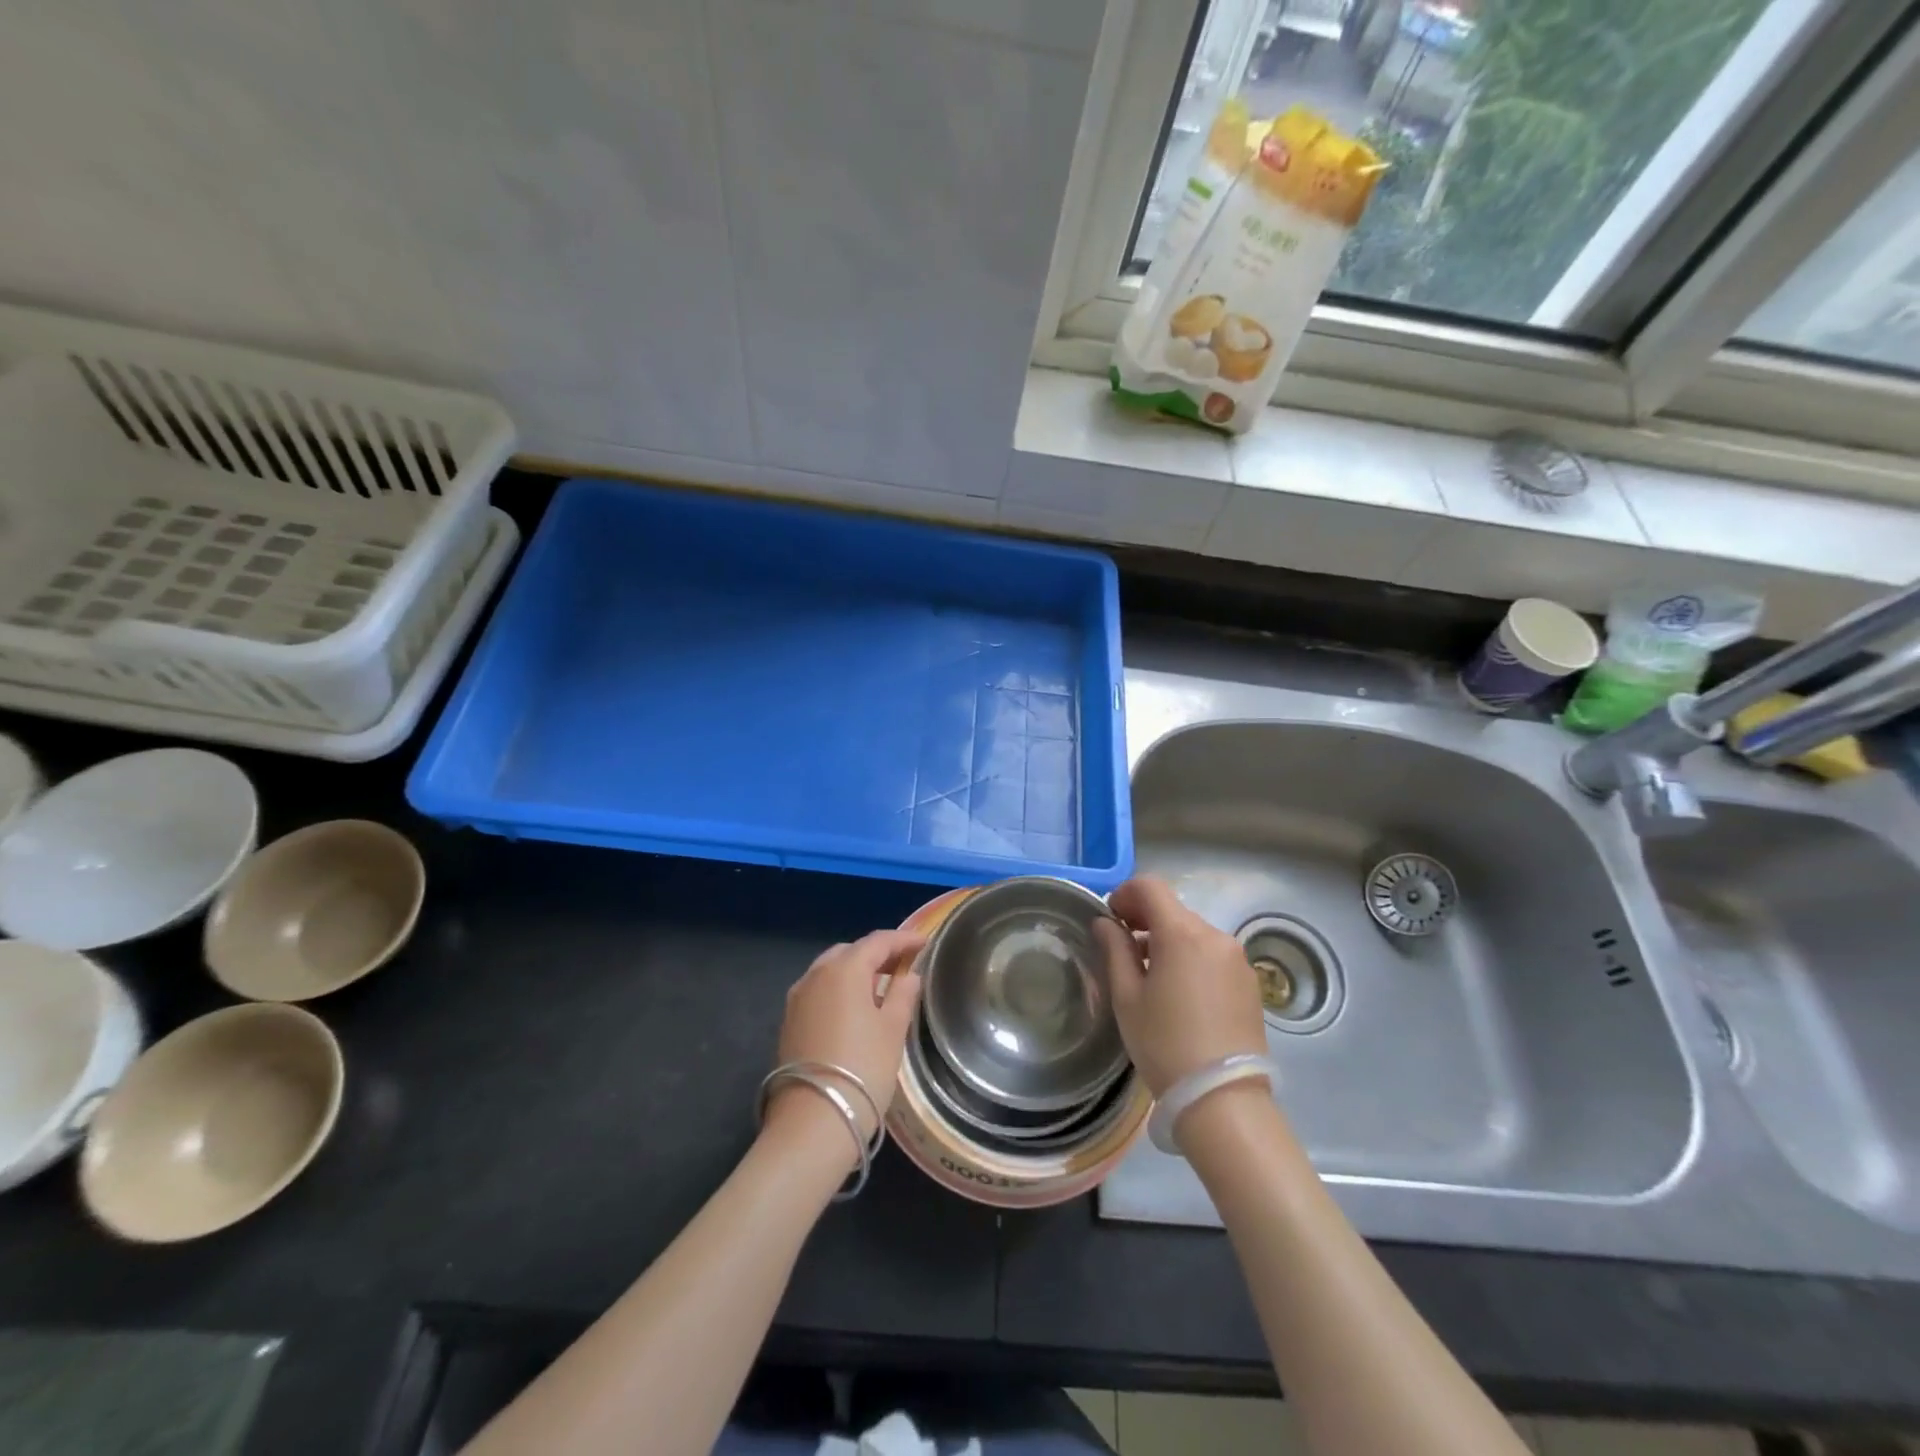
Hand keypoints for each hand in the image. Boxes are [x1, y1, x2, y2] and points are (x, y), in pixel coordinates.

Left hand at [768, 930, 924, 1143]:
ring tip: (880, 987)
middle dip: (876, 953)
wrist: (812, 1123)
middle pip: (850, 952)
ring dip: (855, 971)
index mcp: (844, 970)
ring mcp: (797, 999)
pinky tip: (854, 1009)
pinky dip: (838, 989)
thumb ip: (903, 995)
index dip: (903, 939)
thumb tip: (909, 975)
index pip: (878, 941)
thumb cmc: (863, 1069)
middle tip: (902, 964)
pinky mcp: (789, 1022)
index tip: (924, 942)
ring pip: (830, 970)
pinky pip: (818, 991)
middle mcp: (815, 975)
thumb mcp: (893, 1030)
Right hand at [1095, 875, 1265, 1097]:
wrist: (1223, 1100)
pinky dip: (1191, 959)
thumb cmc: (1164, 1044)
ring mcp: (1238, 959)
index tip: (1111, 919)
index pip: (1151, 887)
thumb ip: (1115, 950)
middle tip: (1123, 948)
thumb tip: (1105, 923)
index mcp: (1183, 933)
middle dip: (1145, 920)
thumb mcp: (1127, 997)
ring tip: (1151, 977)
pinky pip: (1213, 955)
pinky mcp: (1250, 983)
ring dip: (1169, 941)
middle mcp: (1216, 936)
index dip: (1125, 894)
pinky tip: (1180, 994)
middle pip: (1174, 909)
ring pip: (1194, 933)